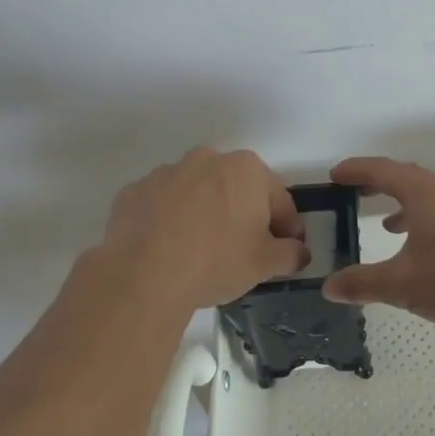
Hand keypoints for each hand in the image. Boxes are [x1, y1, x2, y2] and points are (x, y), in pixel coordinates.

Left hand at [93, 147, 309, 311]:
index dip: (288, 226)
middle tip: (245, 249)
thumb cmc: (216, 261)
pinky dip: (169, 220)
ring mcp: (166, 172)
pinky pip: (162, 205)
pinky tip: (169, 249)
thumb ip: (291, 253)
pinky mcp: (134, 192)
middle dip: (244, 213)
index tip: (288, 249)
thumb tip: (300, 252)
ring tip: (202, 250)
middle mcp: (207, 159)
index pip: (279, 199)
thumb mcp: (265, 264)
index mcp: (246, 169)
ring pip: (197, 193)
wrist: (143, 276)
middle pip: (236, 188)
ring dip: (205, 213)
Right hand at [319, 157, 434, 325]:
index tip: (336, 174)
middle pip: (409, 178)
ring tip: (390, 226)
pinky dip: (430, 219)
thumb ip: (363, 283)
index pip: (383, 170)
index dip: (357, 170)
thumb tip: (329, 287)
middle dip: (381, 184)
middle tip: (357, 192)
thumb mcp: (403, 285)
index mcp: (425, 192)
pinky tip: (430, 248)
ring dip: (408, 205)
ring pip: (433, 195)